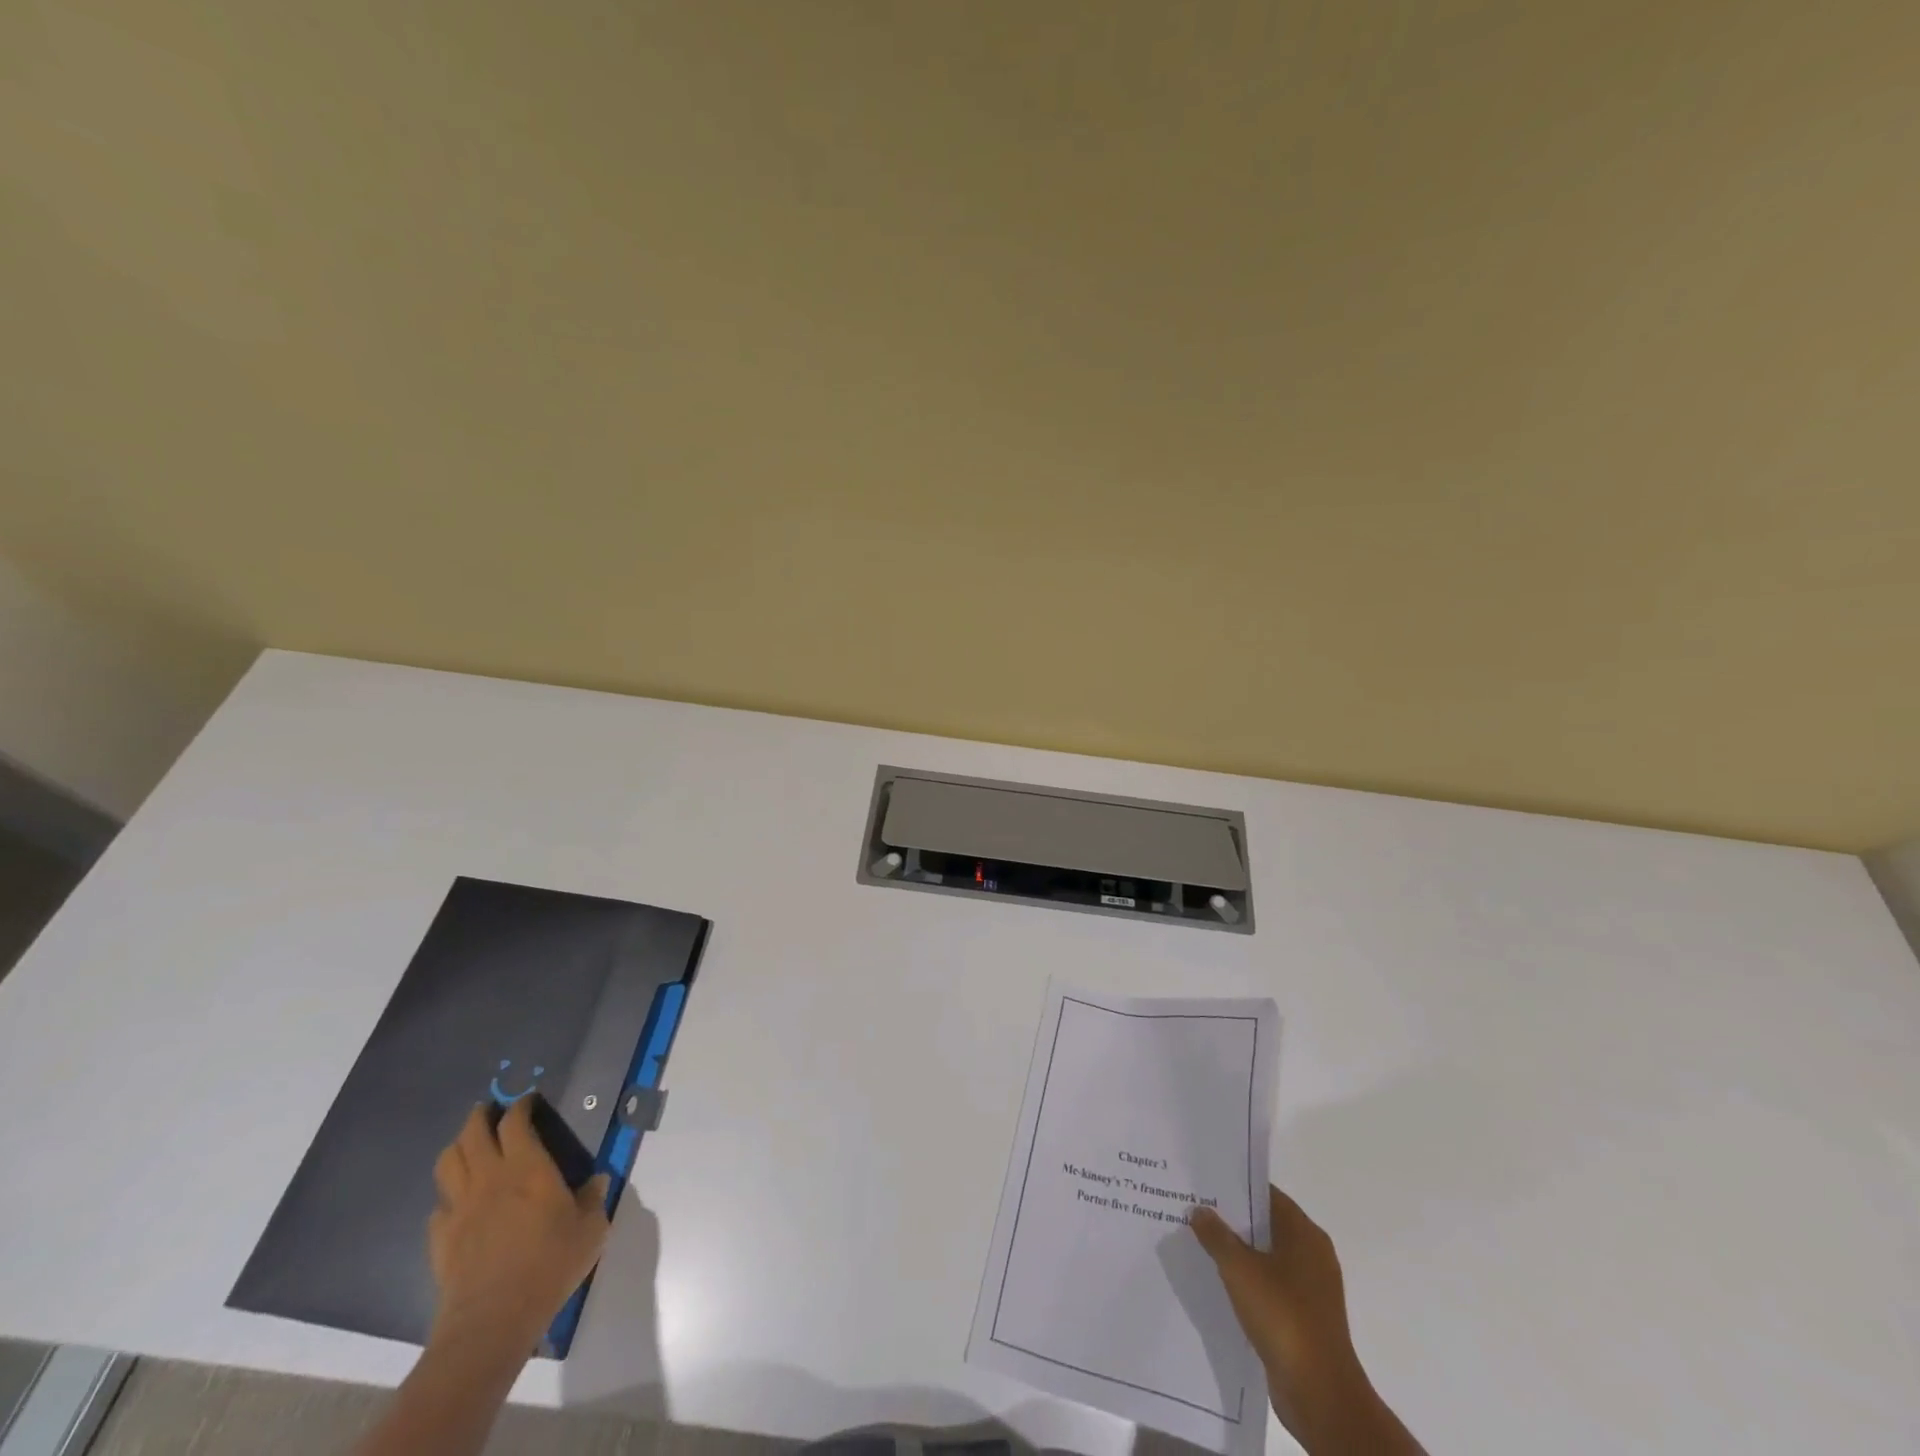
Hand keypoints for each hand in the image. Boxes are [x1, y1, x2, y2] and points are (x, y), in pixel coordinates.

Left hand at [428, 1099, 611, 1355]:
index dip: (520, 1107)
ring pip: (448, 1163)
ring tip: (469, 1145)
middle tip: (490, 1110)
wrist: (492, 1321)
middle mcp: (490, 1179)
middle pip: (473, 1134)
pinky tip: (460, 1203)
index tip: (527, 1101)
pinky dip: (449, 1195)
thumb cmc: (549, 1265)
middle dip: (480, 1116)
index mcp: (528, 1168)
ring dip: (458, 1146)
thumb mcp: (591, 1229)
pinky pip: (439, 1206)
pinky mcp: (441, 1239)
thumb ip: (593, 1199)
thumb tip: (597, 1181)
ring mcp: (460, 1208)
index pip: (516, 1123)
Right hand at [1191, 1186, 1421, 1455]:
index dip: (1235, 1186)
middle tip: (1194, 1209)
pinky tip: (1218, 1283)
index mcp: (1305, 1234)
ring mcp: (1310, 1289)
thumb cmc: (1283, 1317)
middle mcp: (1312, 1255)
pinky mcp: (1303, 1318)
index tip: (1204, 1182)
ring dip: (1237, 1253)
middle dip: (1232, 1220)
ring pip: (1266, 1258)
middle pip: (1265, 1225)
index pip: (1266, 1194)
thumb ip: (1216, 1235)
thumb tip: (1200, 1210)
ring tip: (1199, 1243)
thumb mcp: (1240, 1269)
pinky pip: (1269, 1287)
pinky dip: (1247, 1282)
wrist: (1320, 1394)